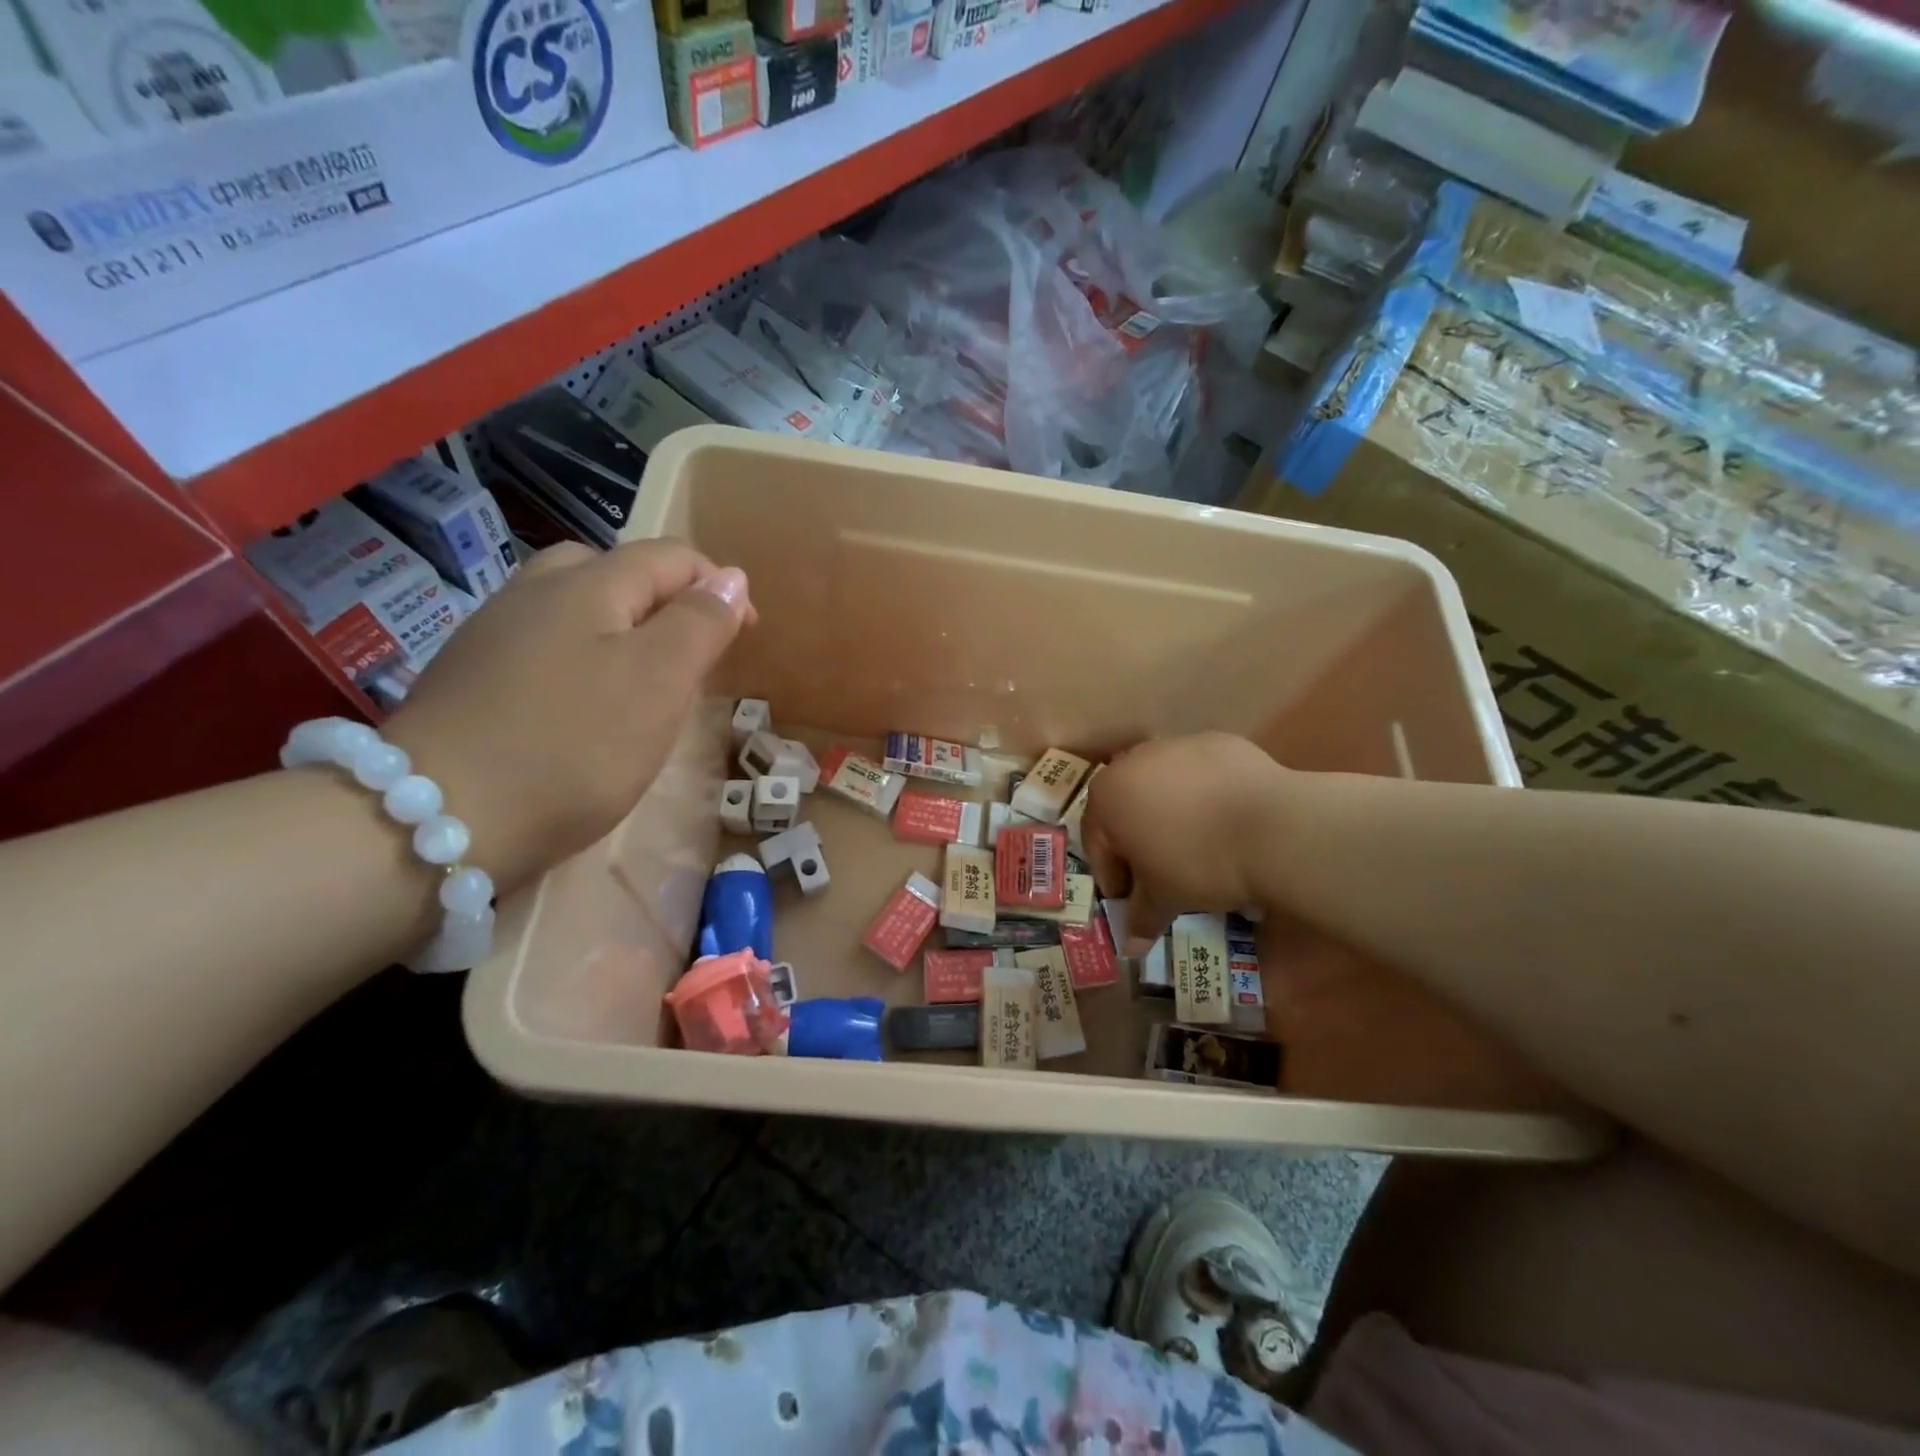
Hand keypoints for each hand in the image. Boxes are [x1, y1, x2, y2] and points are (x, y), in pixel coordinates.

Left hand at [384, 540, 753, 892]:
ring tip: (643, 679)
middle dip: (665, 600)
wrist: (439, 818)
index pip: (670, 558)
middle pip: (615, 570)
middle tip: (691, 655)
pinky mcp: (471, 676)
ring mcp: (494, 633)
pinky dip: (581, 658)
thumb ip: (700, 622)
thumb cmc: (574, 745)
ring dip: (621, 628)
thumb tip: (731, 577)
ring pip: (574, 606)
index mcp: (589, 584)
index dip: (718, 587)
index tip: (746, 636)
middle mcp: (536, 591)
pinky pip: (544, 645)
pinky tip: (582, 705)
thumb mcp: (659, 680)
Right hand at [1081, 733, 1285, 950]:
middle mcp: (1132, 761)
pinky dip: (1205, 794)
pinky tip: (1226, 820)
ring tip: (1198, 845)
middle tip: (1160, 873)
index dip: (1112, 876)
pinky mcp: (1216, 742)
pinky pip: (1200, 773)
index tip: (1131, 899)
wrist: (1271, 827)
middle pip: (1127, 807)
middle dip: (1139, 841)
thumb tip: (1132, 948)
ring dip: (1171, 813)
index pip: (1097, 842)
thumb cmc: (1197, 863)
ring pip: (1163, 785)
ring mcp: (1176, 745)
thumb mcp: (1164, 897)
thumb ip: (1141, 917)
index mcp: (1107, 796)